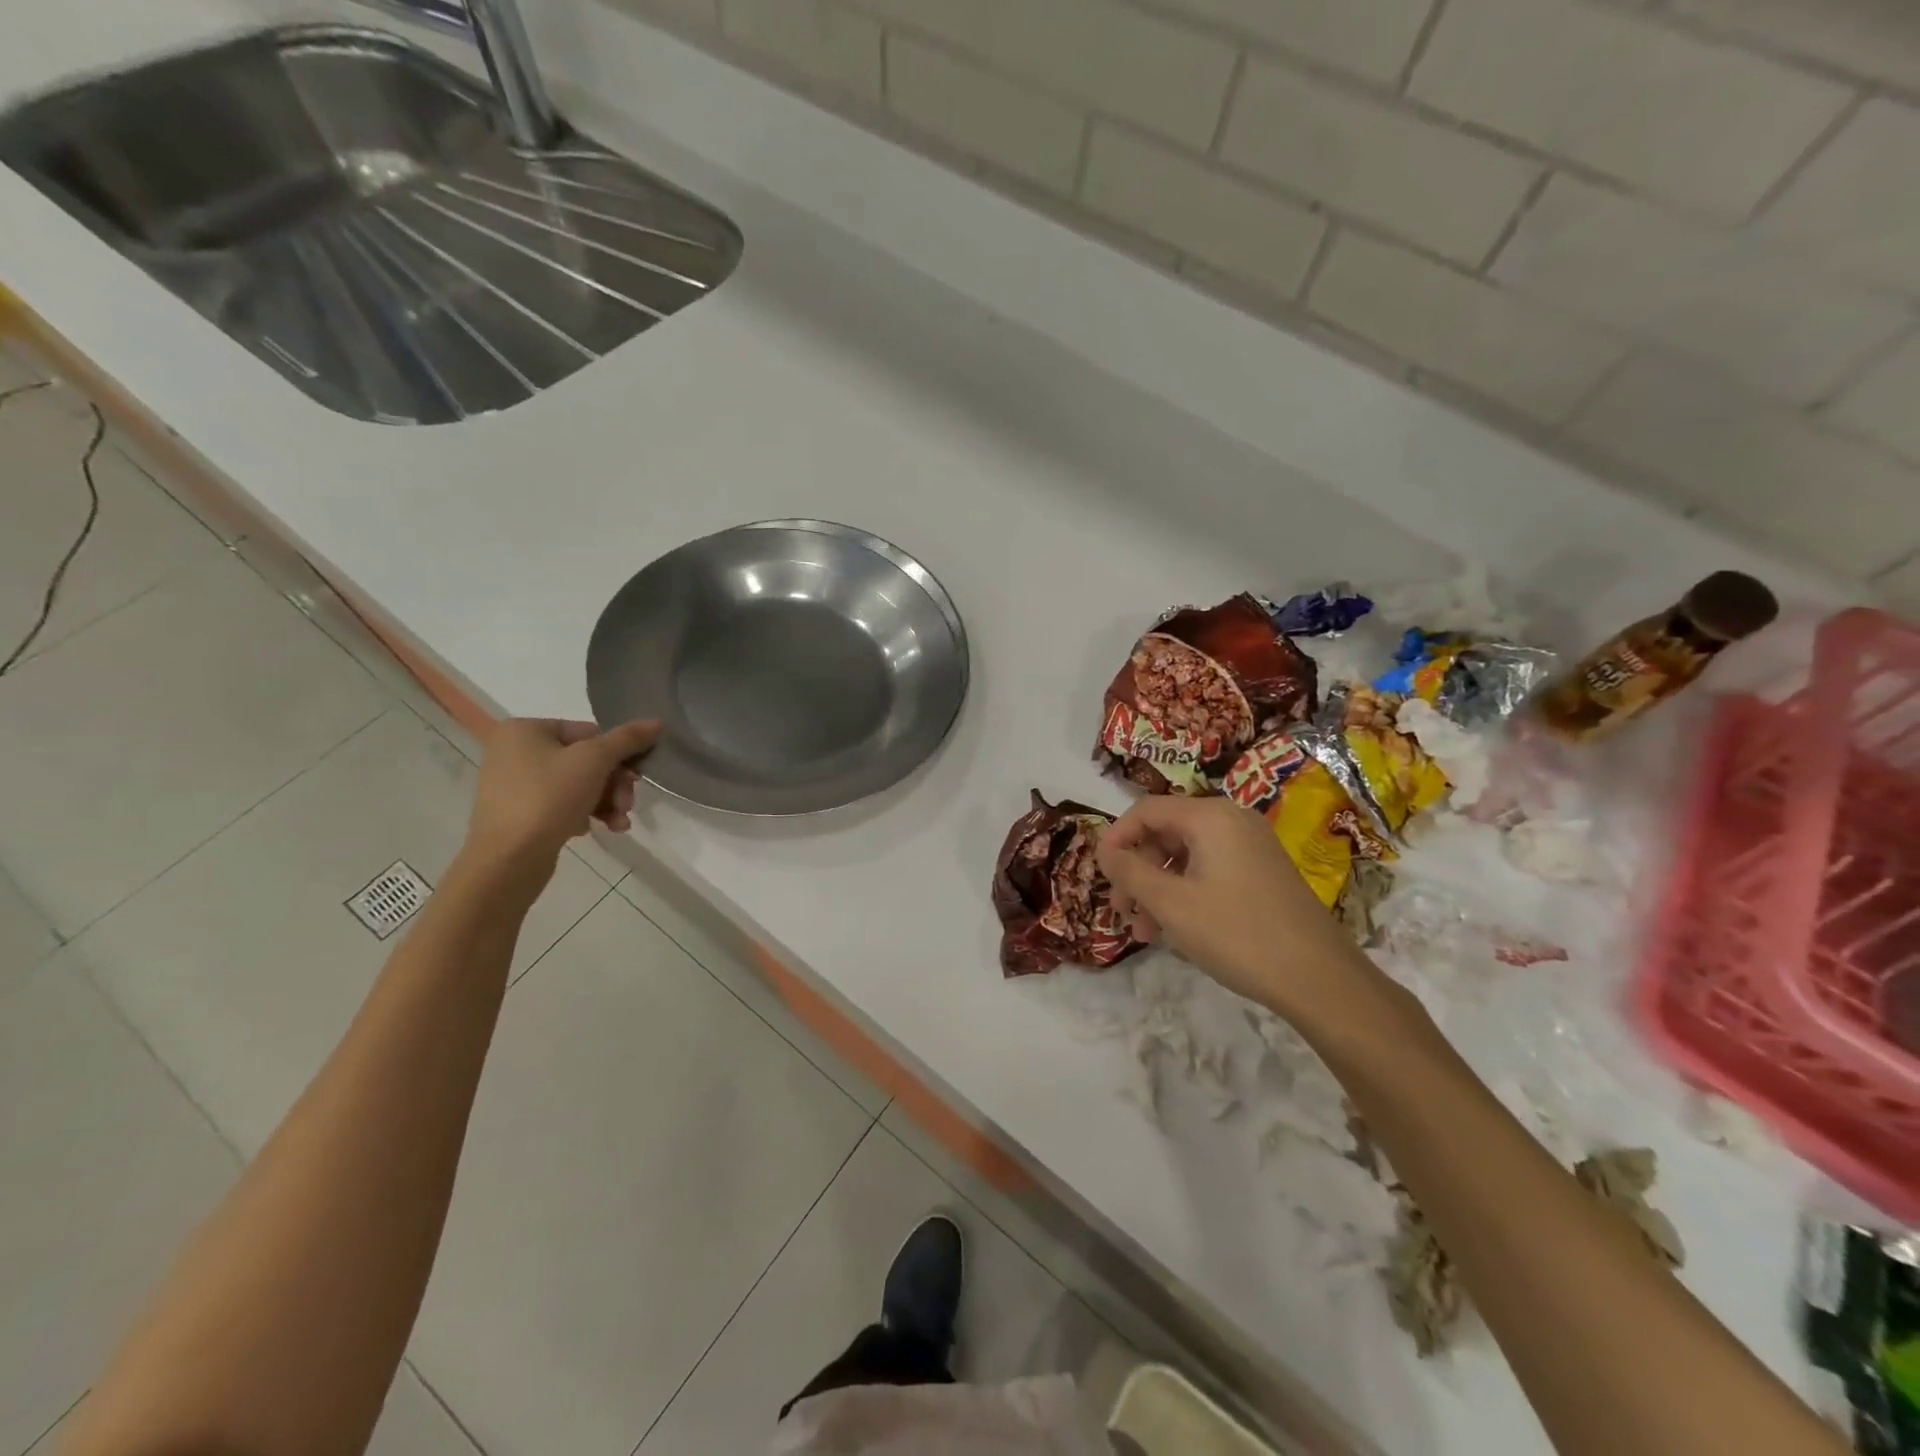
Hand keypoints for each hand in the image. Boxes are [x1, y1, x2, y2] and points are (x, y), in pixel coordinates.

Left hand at [463, 718, 659, 877]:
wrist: (508, 859)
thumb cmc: (549, 797)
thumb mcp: (595, 760)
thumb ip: (627, 739)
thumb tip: (656, 722)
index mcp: (525, 730)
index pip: (589, 733)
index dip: (618, 755)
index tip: (636, 777)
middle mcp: (514, 752)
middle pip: (586, 761)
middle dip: (614, 785)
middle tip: (627, 804)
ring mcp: (515, 784)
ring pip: (578, 785)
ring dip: (607, 802)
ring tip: (619, 822)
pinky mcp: (520, 813)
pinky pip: (562, 804)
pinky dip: (585, 813)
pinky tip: (598, 828)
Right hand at [1096, 795, 1377, 1018]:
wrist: (1319, 978)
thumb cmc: (1237, 934)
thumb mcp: (1171, 903)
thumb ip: (1129, 871)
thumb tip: (1103, 851)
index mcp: (1210, 817)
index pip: (1145, 811)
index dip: (1116, 839)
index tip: (1101, 875)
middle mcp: (1232, 820)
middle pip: (1165, 833)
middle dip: (1137, 871)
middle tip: (1123, 913)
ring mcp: (1251, 846)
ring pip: (1185, 856)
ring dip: (1158, 889)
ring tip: (1146, 933)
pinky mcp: (1262, 872)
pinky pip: (1209, 870)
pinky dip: (1185, 894)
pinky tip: (1176, 930)